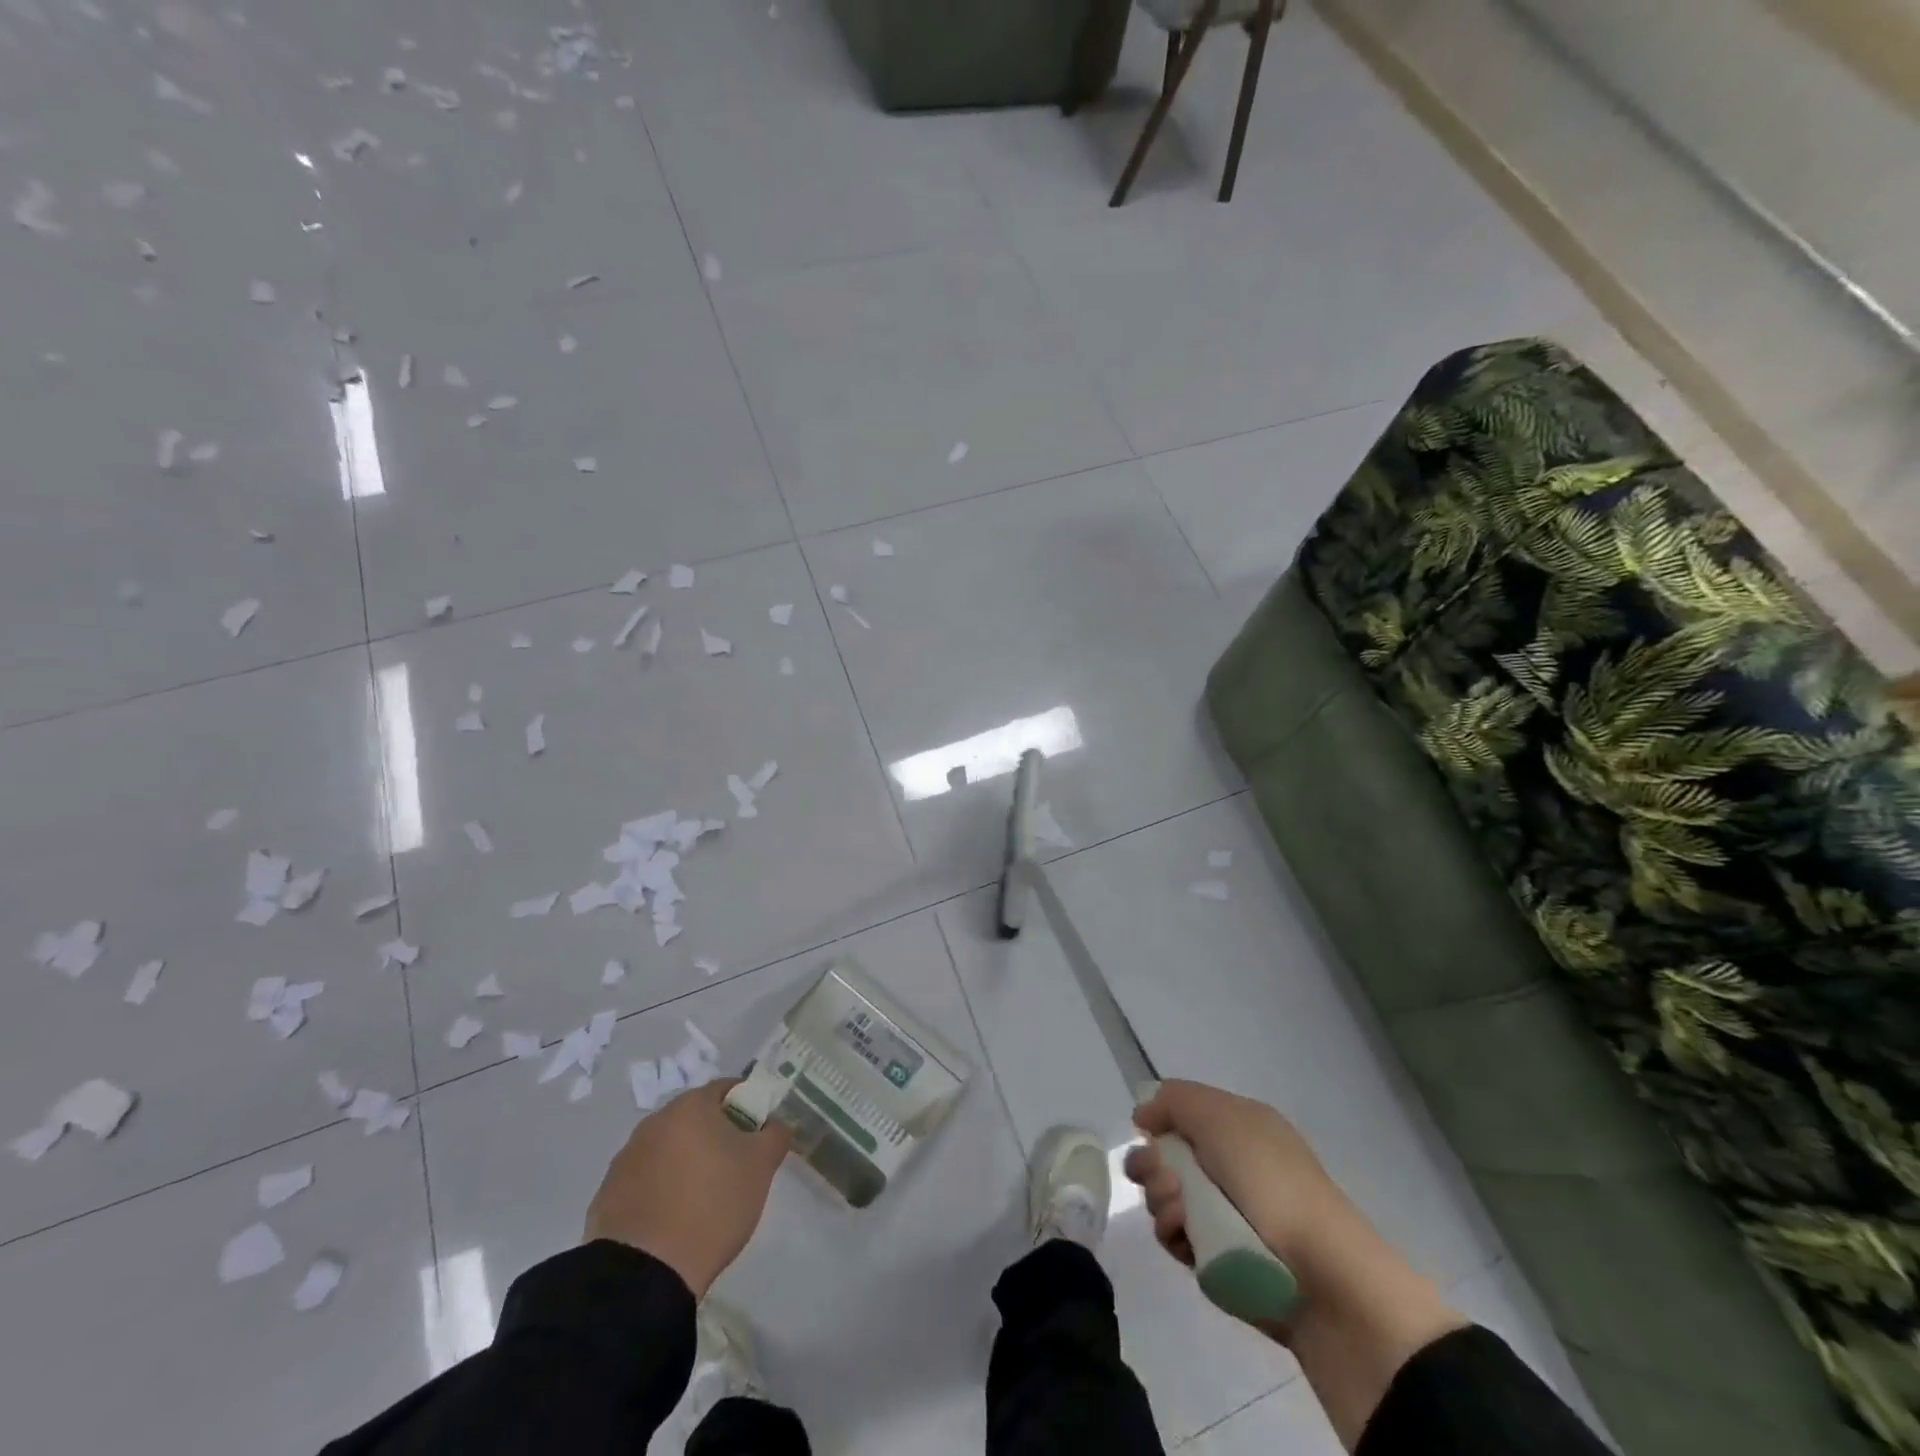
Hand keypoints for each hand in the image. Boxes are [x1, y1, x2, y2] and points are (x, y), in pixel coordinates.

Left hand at [584, 1081, 791, 1297]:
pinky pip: (645, 1182)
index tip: (757, 1137)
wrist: (644, 1275)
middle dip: (716, 1137)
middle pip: (695, 1119)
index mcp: (690, 1106)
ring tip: (701, 1202)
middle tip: (735, 1170)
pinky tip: (672, 1222)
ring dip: (686, 1164)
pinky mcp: (607, 1196)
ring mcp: (625, 1159)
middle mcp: (654, 1122)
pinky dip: (660, 1191)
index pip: (727, 1089)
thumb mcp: (761, 1167)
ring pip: (668, 1150)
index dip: (748, 1107)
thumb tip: (773, 1124)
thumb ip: (774, 1134)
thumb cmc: (712, 1205)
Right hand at [1126, 1079, 1351, 1274]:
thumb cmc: (1270, 1181)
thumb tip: (1145, 1115)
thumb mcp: (1221, 1117)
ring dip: (1161, 1198)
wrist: (1321, 1275)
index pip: (1182, 1111)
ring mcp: (1223, 1212)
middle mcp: (1230, 1164)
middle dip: (1151, 1164)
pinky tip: (1183, 1236)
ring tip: (1179, 1213)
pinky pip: (1177, 1235)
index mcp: (1238, 1126)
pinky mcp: (1218, 1256)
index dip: (1159, 1117)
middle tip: (1162, 1178)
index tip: (1145, 1130)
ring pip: (1166, 1195)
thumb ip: (1175, 1101)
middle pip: (1166, 1155)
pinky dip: (1173, 1232)